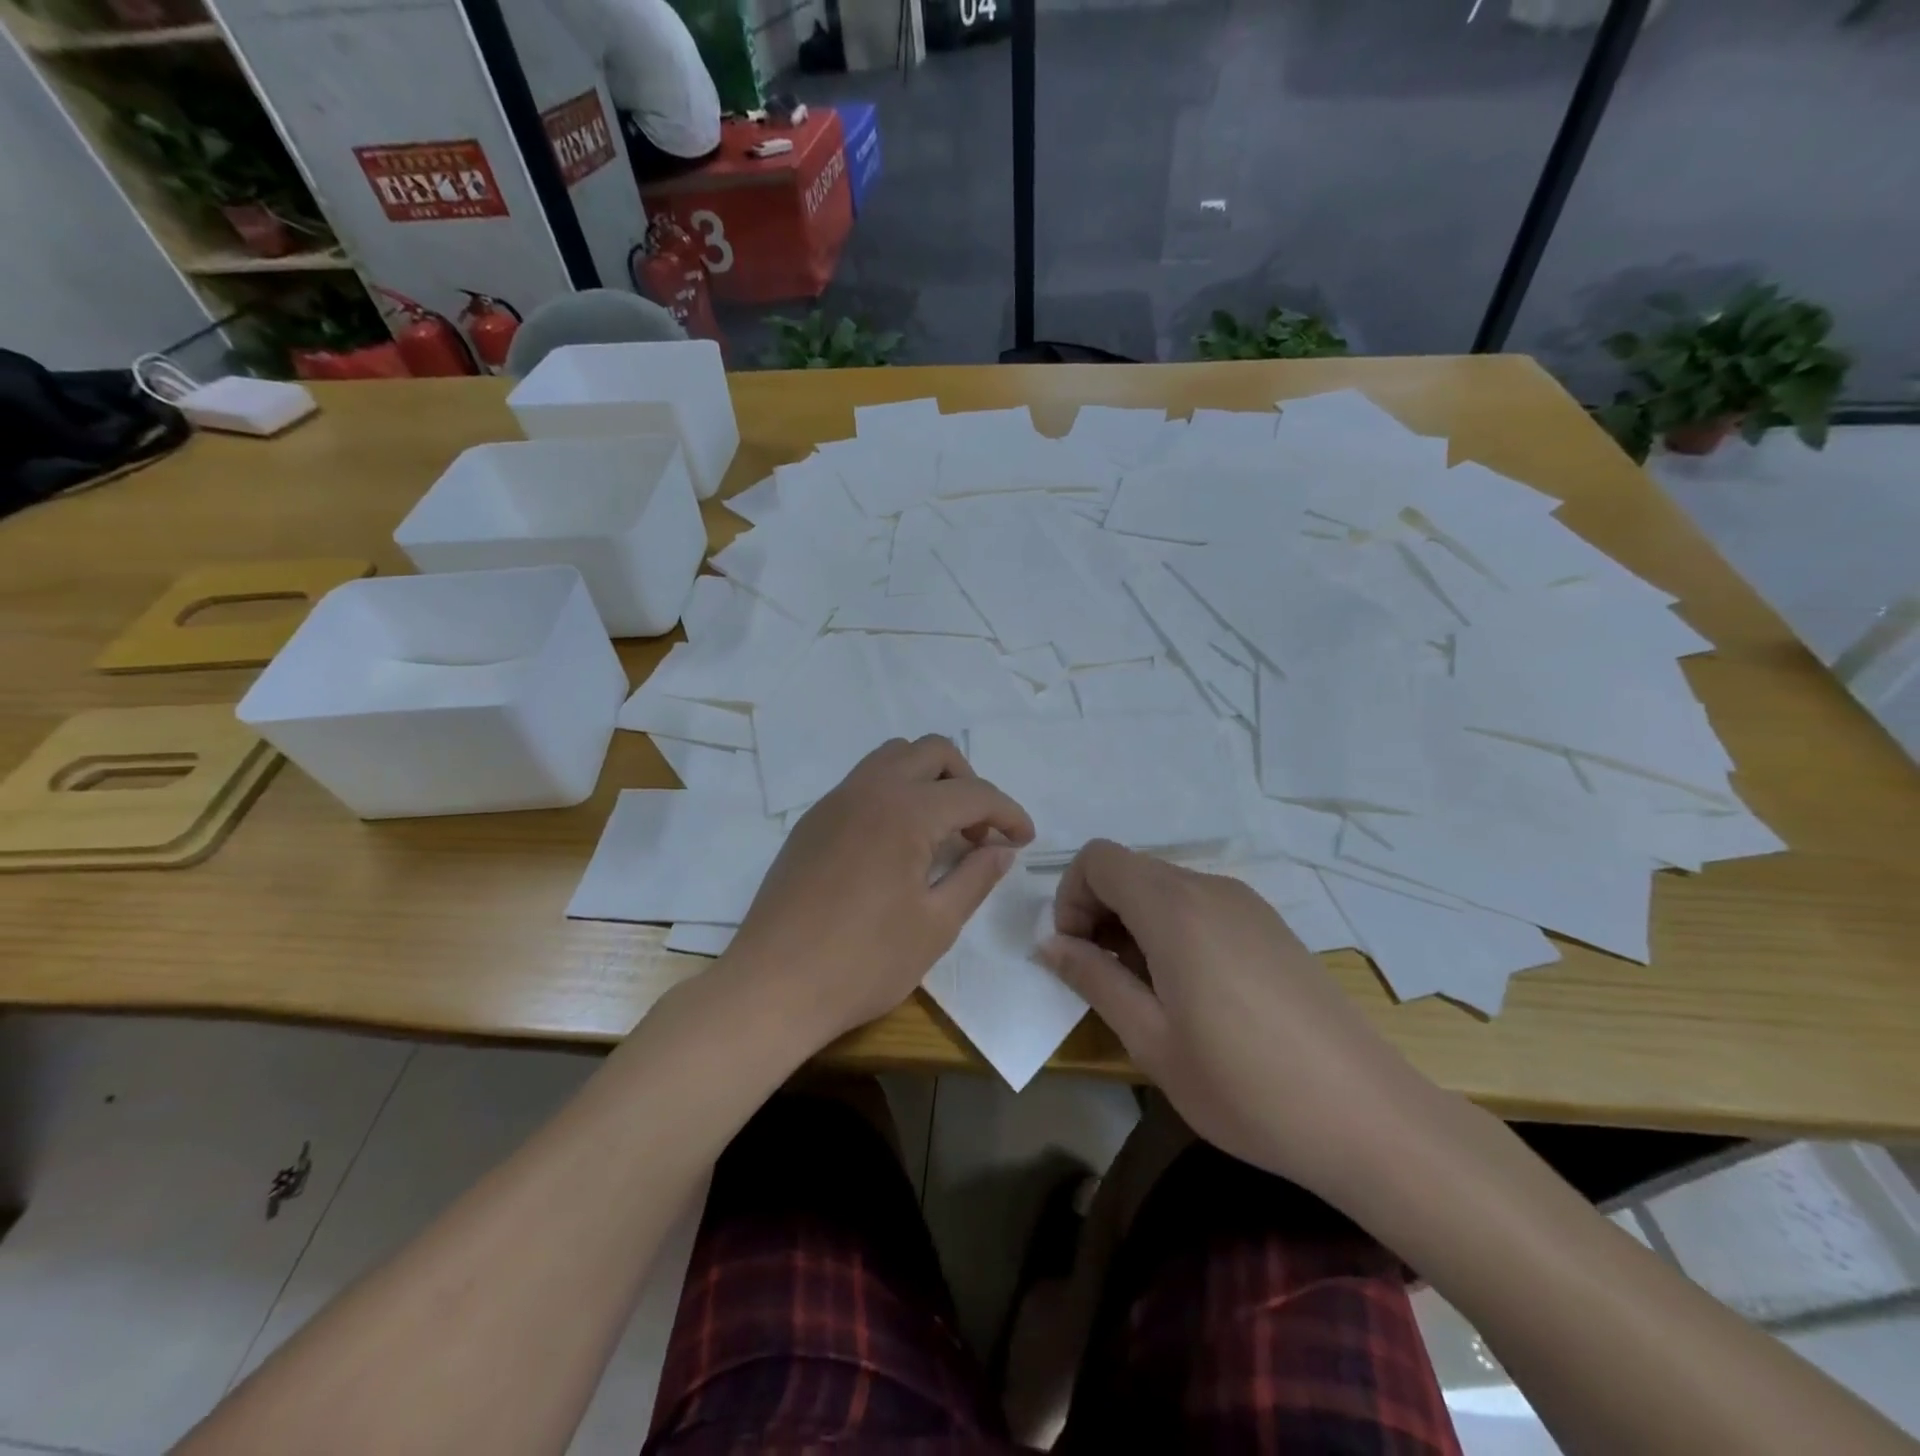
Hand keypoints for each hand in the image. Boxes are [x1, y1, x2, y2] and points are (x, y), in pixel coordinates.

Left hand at [727, 736, 1034, 1043]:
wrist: (772, 987)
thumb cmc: (863, 962)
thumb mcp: (936, 925)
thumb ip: (976, 877)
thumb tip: (1001, 849)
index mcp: (905, 811)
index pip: (973, 793)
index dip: (1008, 812)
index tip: (1025, 840)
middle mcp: (869, 790)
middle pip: (932, 752)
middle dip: (968, 782)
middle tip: (979, 831)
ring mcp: (834, 802)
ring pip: (892, 757)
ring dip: (928, 780)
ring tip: (941, 831)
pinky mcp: (812, 822)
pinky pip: (863, 783)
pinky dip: (894, 794)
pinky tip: (897, 844)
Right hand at [1039, 841, 1435, 1201]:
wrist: (1369, 1117)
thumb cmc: (1245, 1085)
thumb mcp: (1151, 1040)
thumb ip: (1094, 979)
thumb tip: (1052, 944)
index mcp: (1174, 908)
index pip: (1098, 859)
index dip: (1071, 897)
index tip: (1077, 954)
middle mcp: (1210, 889)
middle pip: (1131, 870)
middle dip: (1100, 912)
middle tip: (1105, 979)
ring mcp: (1247, 904)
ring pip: (1166, 888)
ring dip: (1137, 924)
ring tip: (1150, 993)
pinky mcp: (1271, 926)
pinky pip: (1202, 906)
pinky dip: (1175, 930)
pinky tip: (1194, 993)